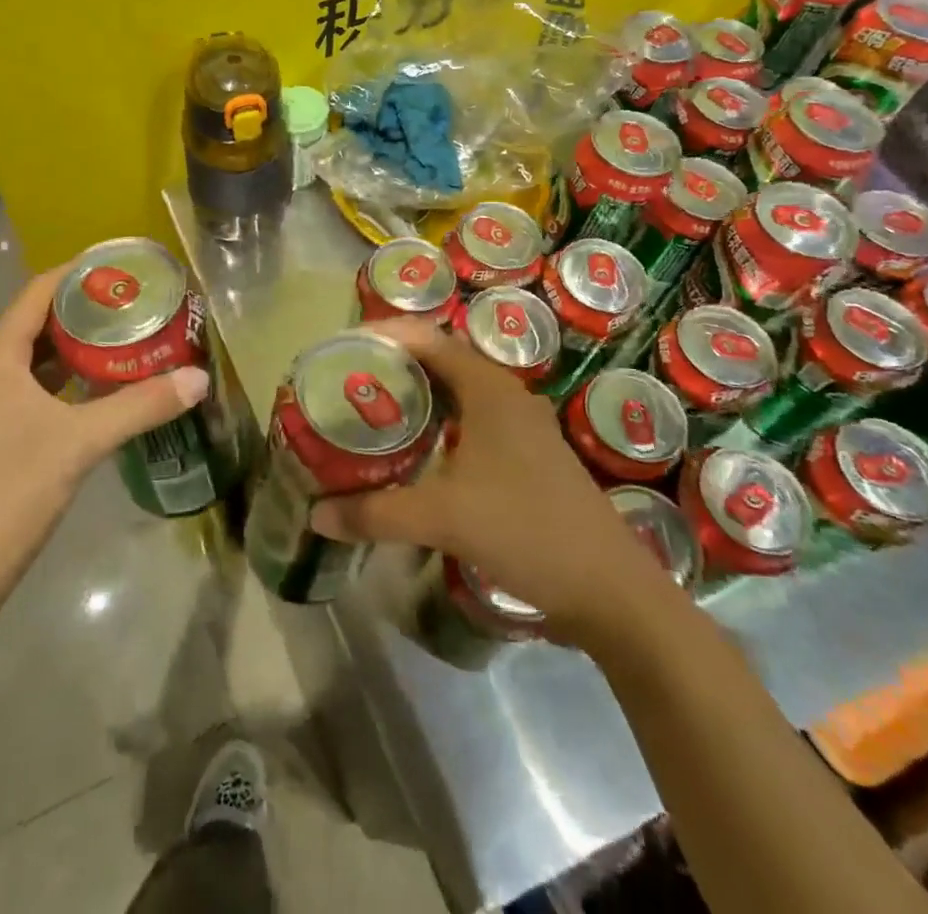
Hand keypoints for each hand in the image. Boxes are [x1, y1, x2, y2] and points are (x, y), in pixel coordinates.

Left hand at [0, 266, 209, 603]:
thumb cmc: (11, 491)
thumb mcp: (81, 442)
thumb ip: (141, 406)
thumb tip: (200, 379)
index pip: (37, 293)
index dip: (77, 273)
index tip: (121, 264)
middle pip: (39, 322)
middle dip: (86, 309)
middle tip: (137, 301)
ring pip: (38, 359)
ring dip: (79, 345)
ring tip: (128, 335)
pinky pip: (36, 387)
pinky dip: (69, 378)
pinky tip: (103, 385)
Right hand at [311, 318, 686, 651]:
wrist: (611, 592)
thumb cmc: (526, 531)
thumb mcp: (443, 519)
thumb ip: (376, 513)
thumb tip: (316, 514)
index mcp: (489, 389)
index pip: (427, 339)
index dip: (383, 335)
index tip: (341, 347)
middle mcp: (506, 396)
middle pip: (441, 361)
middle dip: (394, 365)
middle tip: (348, 381)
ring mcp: (522, 428)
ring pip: (458, 394)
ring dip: (418, 396)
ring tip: (373, 412)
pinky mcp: (528, 457)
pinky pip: (472, 422)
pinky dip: (439, 425)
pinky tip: (416, 453)